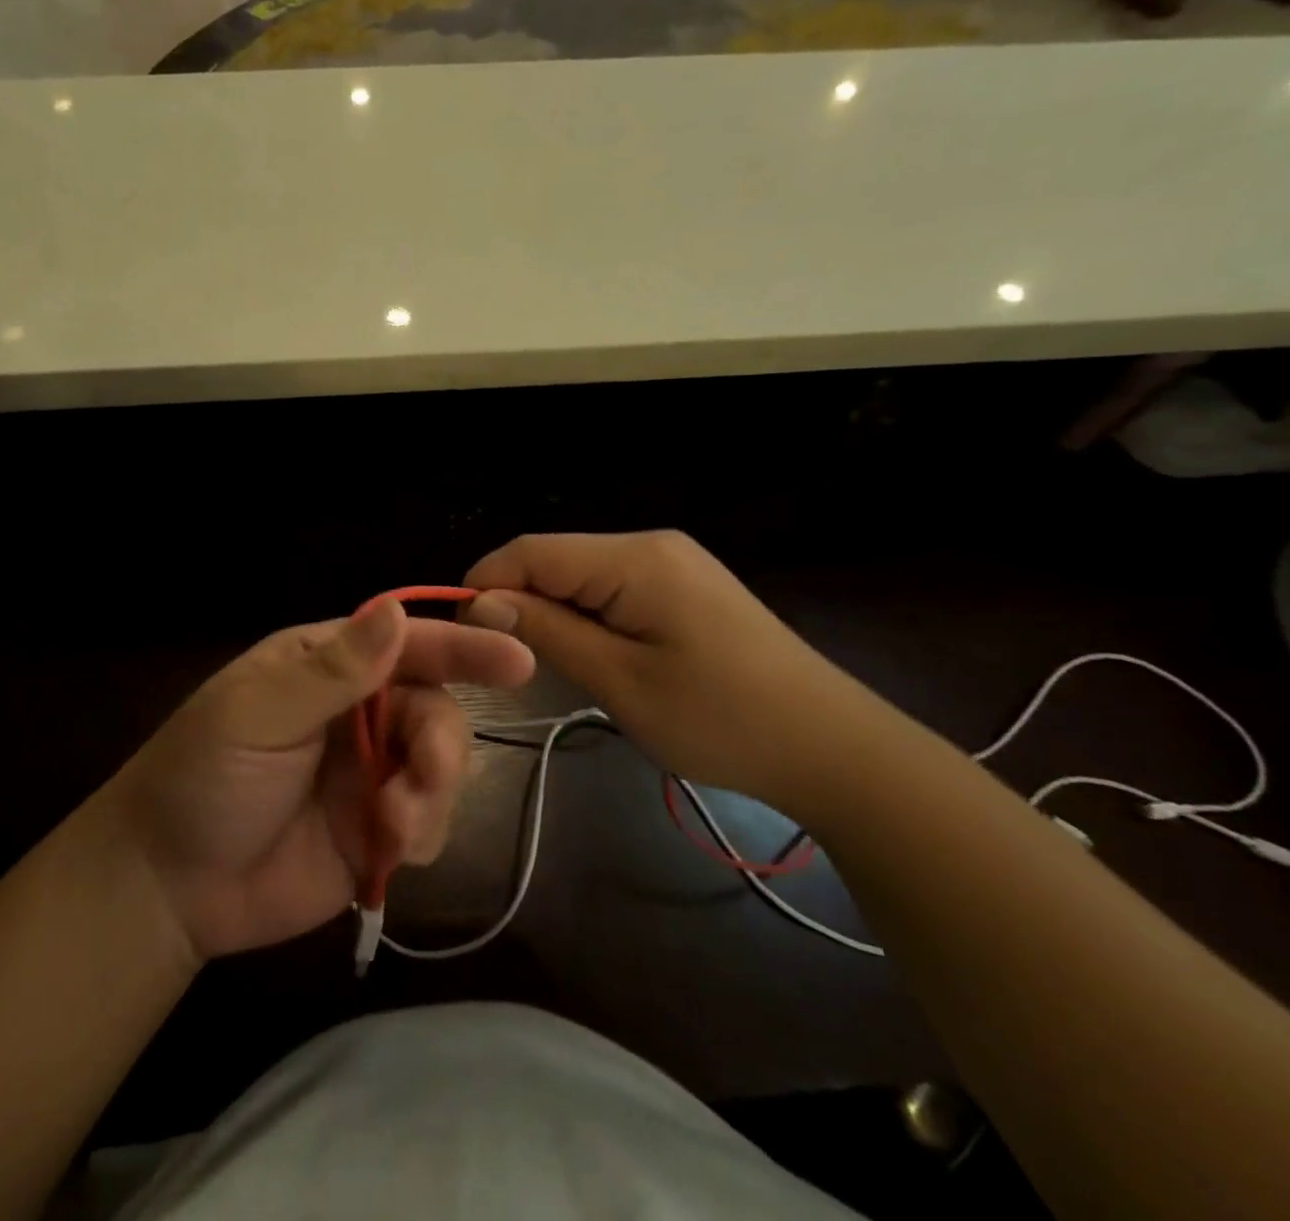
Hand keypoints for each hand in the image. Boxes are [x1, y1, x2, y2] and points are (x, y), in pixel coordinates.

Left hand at [114, 598, 533, 960]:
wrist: (168, 884)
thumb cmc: (203, 776)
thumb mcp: (258, 714)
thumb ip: (331, 670)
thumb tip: (394, 609)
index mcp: (327, 665)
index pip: (407, 643)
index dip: (462, 648)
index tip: (518, 661)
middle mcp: (358, 711)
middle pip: (436, 708)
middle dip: (442, 744)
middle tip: (422, 778)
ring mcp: (370, 772)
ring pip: (441, 766)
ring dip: (433, 795)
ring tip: (392, 828)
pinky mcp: (375, 830)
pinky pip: (429, 822)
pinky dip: (425, 833)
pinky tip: (389, 851)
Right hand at [462, 531, 876, 810]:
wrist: (834, 750)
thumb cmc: (722, 720)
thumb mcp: (620, 681)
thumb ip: (547, 632)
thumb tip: (480, 600)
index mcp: (634, 558)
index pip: (530, 551)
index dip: (484, 584)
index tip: (461, 634)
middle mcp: (649, 545)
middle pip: (553, 559)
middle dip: (517, 601)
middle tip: (504, 662)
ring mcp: (670, 563)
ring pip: (579, 575)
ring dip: (550, 613)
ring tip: (543, 665)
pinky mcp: (682, 587)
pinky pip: (610, 589)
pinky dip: (584, 617)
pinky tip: (589, 655)